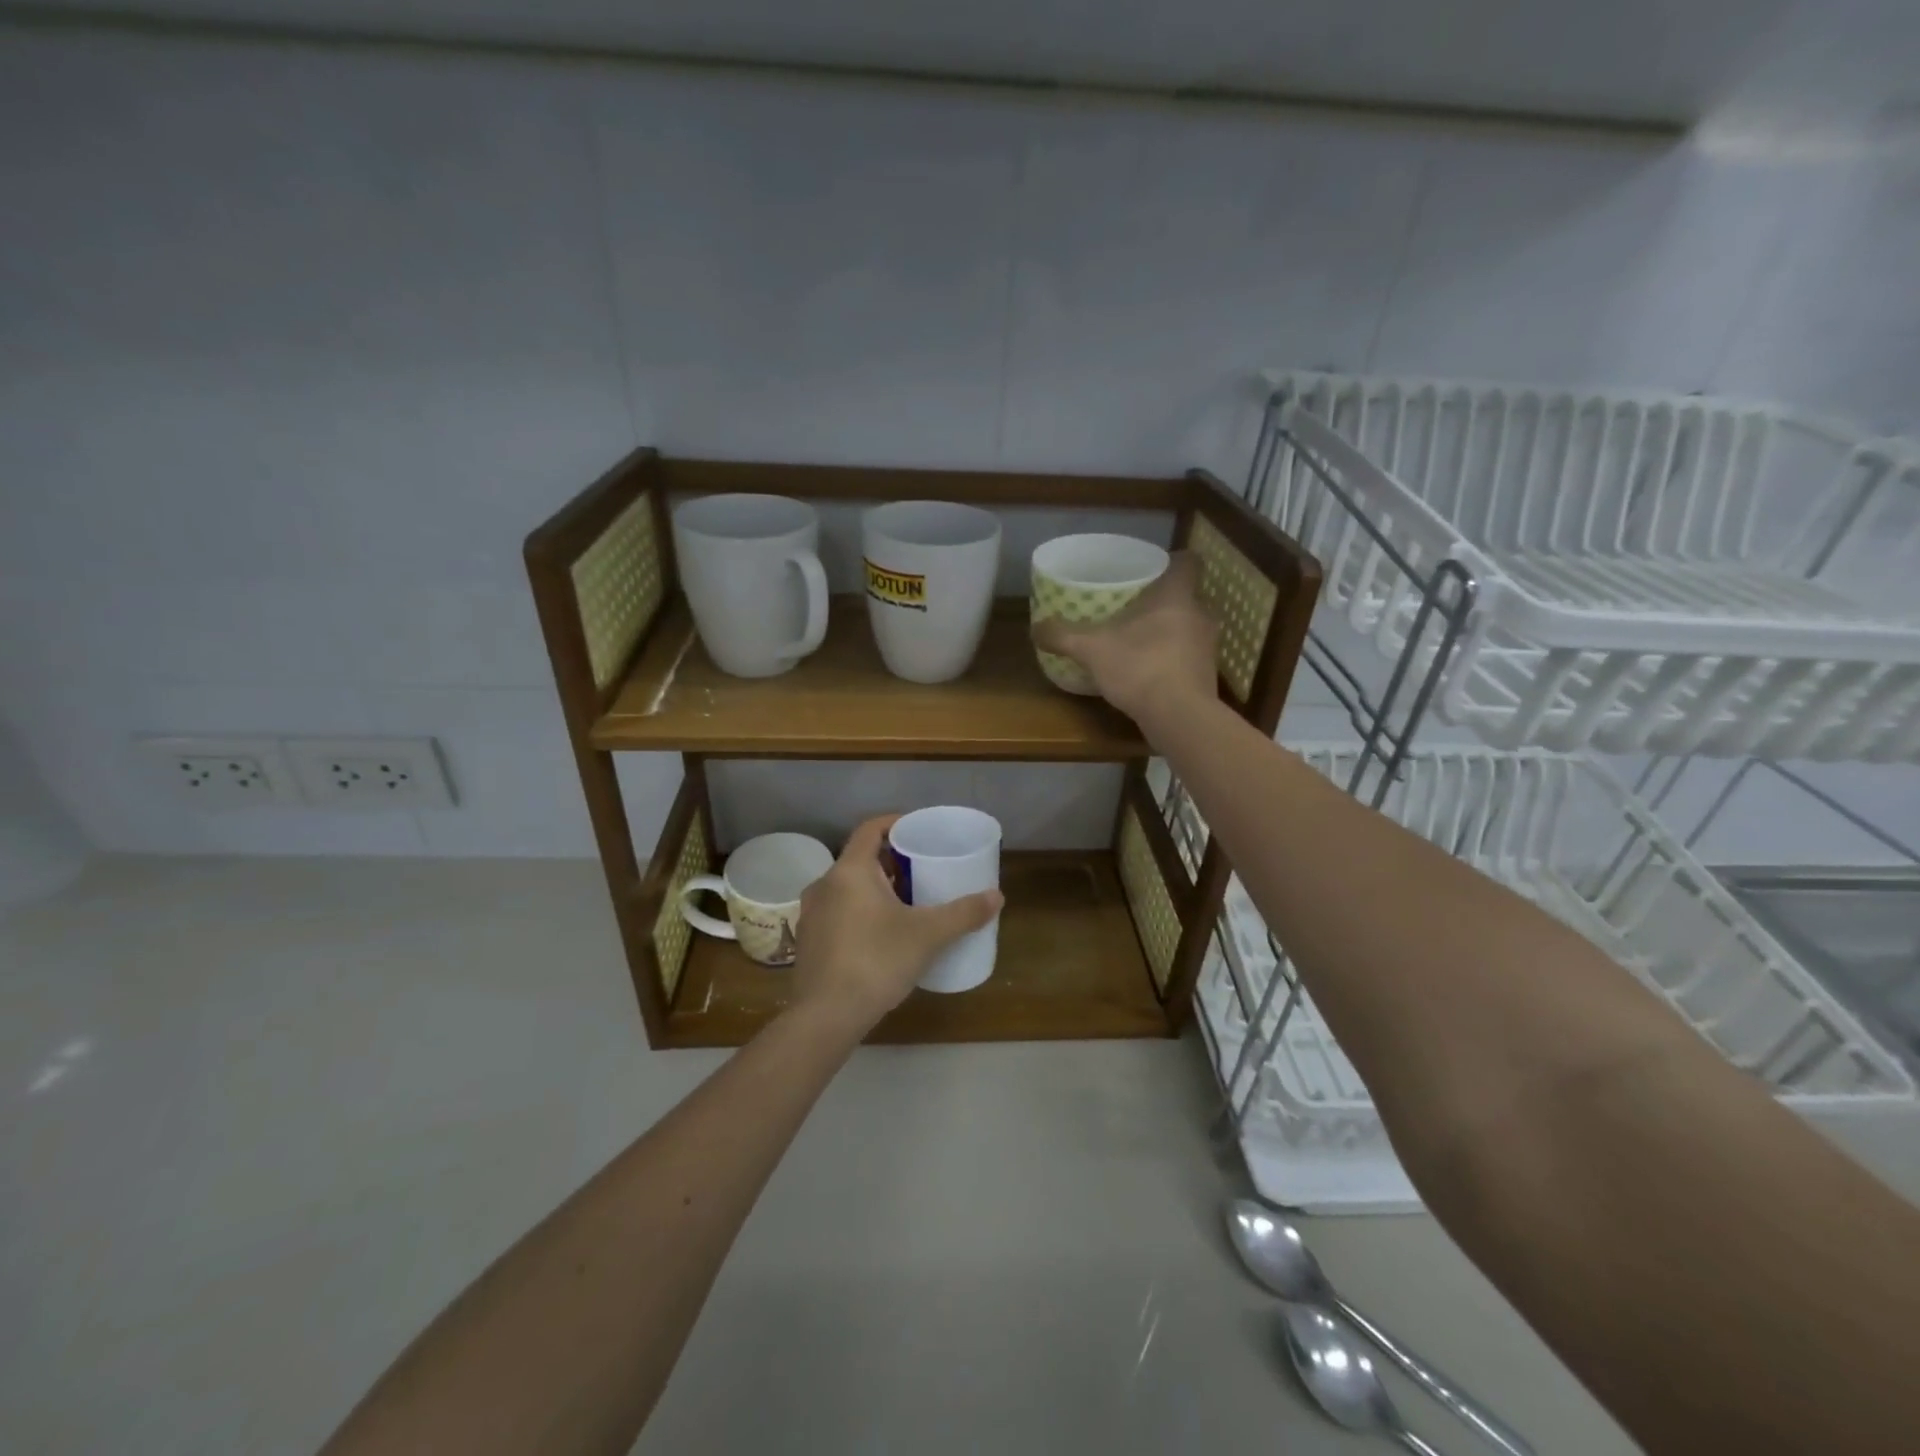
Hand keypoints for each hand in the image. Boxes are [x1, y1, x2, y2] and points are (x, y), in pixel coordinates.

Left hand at [791, 815, 1002, 1033]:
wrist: (825, 1017)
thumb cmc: (876, 962)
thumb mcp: (928, 935)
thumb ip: (963, 913)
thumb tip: (997, 896)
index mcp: (850, 871)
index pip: (871, 829)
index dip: (896, 823)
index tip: (919, 831)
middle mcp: (825, 884)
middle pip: (861, 859)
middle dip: (892, 861)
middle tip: (922, 870)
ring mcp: (812, 914)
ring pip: (848, 888)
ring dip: (876, 889)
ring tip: (907, 903)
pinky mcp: (808, 941)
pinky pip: (838, 912)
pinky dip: (860, 911)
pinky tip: (881, 935)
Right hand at [1032, 550, 1217, 720]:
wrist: (1179, 717)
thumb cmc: (1140, 666)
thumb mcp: (1091, 649)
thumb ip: (1063, 635)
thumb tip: (1035, 627)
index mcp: (1177, 594)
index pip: (1188, 562)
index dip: (1172, 561)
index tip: (1150, 570)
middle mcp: (1199, 614)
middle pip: (1186, 595)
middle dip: (1162, 600)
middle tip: (1133, 606)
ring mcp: (1208, 646)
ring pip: (1188, 626)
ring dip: (1168, 631)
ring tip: (1138, 639)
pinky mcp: (1206, 675)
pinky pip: (1188, 656)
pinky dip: (1171, 659)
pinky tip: (1148, 670)